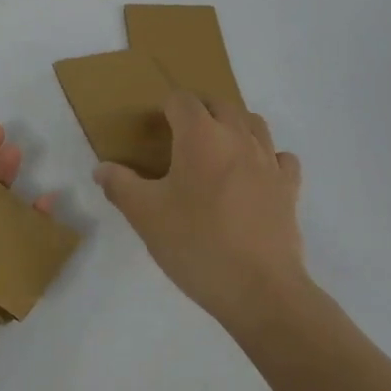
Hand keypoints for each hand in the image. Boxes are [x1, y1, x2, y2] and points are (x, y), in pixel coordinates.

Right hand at [94, 91, 306, 330]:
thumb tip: (101, 169)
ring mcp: (268, 161)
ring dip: (234, 127)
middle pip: (219, 104)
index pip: (181, 100)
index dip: (165, 108)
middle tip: (180, 139)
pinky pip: (281, 157)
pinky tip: (255, 176)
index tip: (154, 130)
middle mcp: (237, 136)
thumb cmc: (196, 244)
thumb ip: (120, 186)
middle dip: (199, 111)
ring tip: (217, 151)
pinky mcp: (289, 187)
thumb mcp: (145, 216)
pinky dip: (268, 157)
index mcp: (200, 135)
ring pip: (254, 123)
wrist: (260, 290)